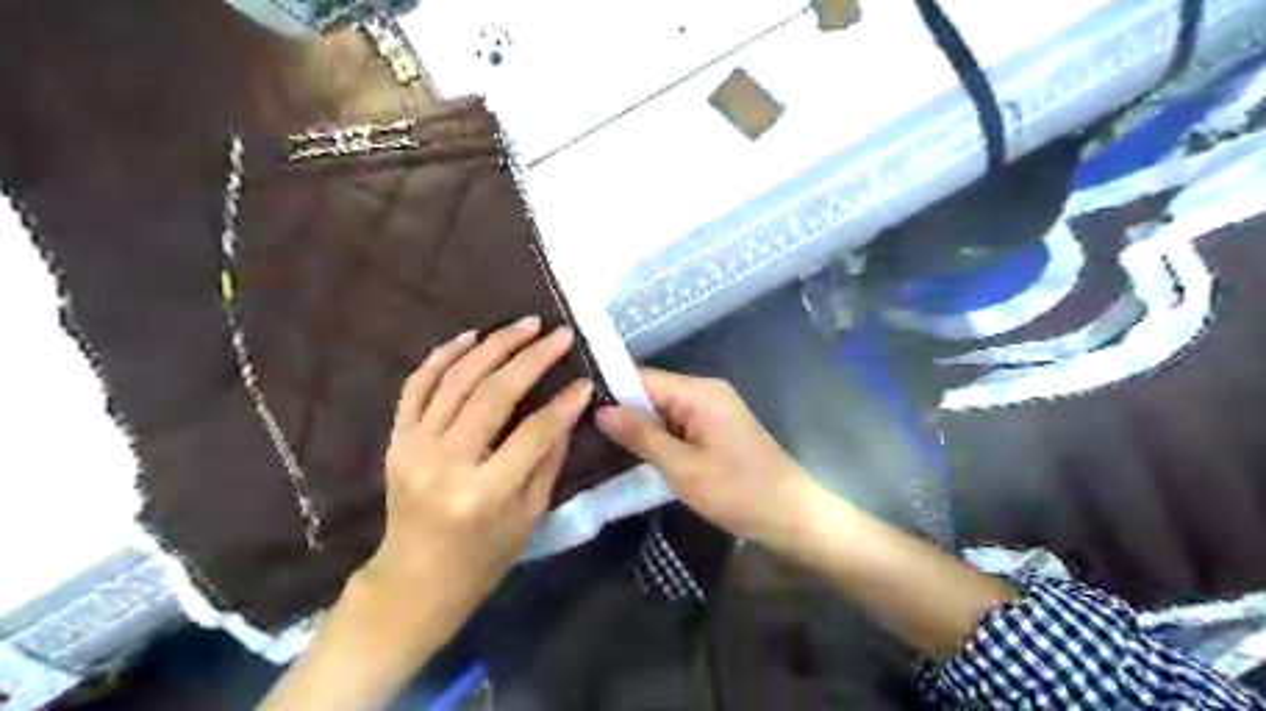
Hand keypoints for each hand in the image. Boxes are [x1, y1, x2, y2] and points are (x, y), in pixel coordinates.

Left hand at [354, 320, 594, 635]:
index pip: (532, 433)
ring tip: (524, 325)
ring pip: (456, 380)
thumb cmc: (482, 559)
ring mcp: (413, 448)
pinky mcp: (396, 439)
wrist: (413, 582)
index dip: (563, 404)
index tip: (586, 381)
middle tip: (558, 334)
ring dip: (493, 346)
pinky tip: (470, 336)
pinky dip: (442, 356)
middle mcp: (444, 464)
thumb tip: (567, 410)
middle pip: (492, 395)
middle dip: (531, 358)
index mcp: (483, 494)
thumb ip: (547, 460)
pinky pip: (417, 386)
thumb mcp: (529, 518)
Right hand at [598, 371, 815, 546]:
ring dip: (637, 429)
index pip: (642, 379)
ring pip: (663, 412)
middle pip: (652, 394)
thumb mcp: (683, 467)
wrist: (792, 516)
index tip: (573, 408)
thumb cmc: (738, 491)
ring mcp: (713, 412)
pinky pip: (677, 427)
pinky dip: (657, 439)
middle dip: (620, 413)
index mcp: (699, 392)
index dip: (609, 392)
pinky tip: (631, 455)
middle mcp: (706, 393)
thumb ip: (641, 436)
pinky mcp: (716, 431)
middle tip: (578, 432)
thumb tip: (600, 410)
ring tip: (593, 443)